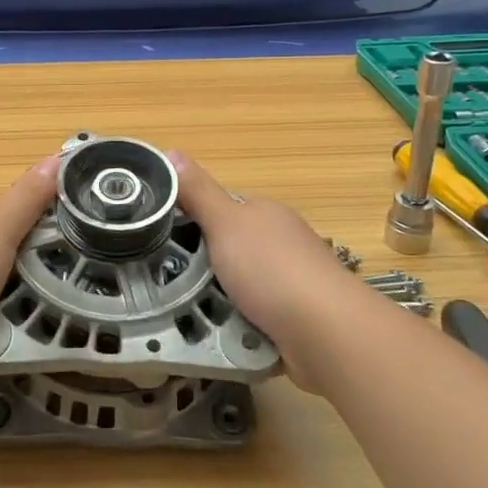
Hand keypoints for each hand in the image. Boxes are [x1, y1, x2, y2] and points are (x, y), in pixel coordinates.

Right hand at [174, 153, 397, 393]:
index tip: (161, 238)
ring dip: (217, 300)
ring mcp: (290, 283)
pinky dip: (236, 325)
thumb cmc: (272, 269)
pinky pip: (252, 318)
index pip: (221, 209)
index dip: (191, 219)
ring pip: (239, 287)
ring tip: (183, 313)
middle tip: (166, 280)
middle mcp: (281, 244)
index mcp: (266, 214)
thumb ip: (198, 192)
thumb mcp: (226, 223)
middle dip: (201, 266)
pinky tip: (217, 335)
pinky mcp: (294, 320)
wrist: (326, 332)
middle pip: (229, 250)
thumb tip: (171, 152)